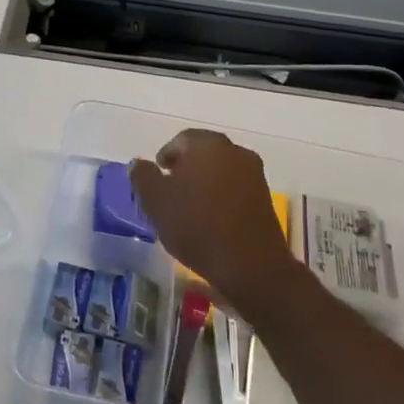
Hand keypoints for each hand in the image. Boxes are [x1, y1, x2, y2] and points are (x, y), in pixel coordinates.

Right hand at [129, 130, 296, 312]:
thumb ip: (143, 176)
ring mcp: (254, 174)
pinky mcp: (265, 198)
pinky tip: (211, 218)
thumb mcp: (155, 201)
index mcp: (207, 144)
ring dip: (205, 182)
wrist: (249, 264)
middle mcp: (234, 151)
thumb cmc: (196, 225)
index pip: (181, 140)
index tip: (157, 176)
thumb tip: (137, 163)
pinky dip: (222, 196)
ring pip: (222, 170)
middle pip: (204, 152)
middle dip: (186, 168)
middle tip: (171, 190)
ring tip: (190, 207)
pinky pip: (236, 188)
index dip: (166, 156)